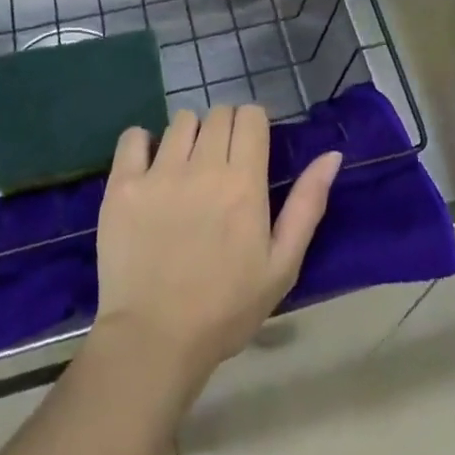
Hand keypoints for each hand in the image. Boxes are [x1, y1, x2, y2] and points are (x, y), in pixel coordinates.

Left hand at [94, 104, 341, 382]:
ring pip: (180, 121)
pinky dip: (142, 143)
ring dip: (189, 135)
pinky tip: (148, 166)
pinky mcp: (122, 185)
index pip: (251, 115)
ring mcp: (158, 173)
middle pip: (218, 113)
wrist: (154, 341)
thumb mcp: (282, 265)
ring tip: (187, 168)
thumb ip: (308, 205)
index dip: (254, 124)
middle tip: (221, 163)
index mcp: (243, 181)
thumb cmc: (226, 308)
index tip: (252, 147)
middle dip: (225, 128)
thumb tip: (331, 155)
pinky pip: (133, 137)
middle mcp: (202, 166)